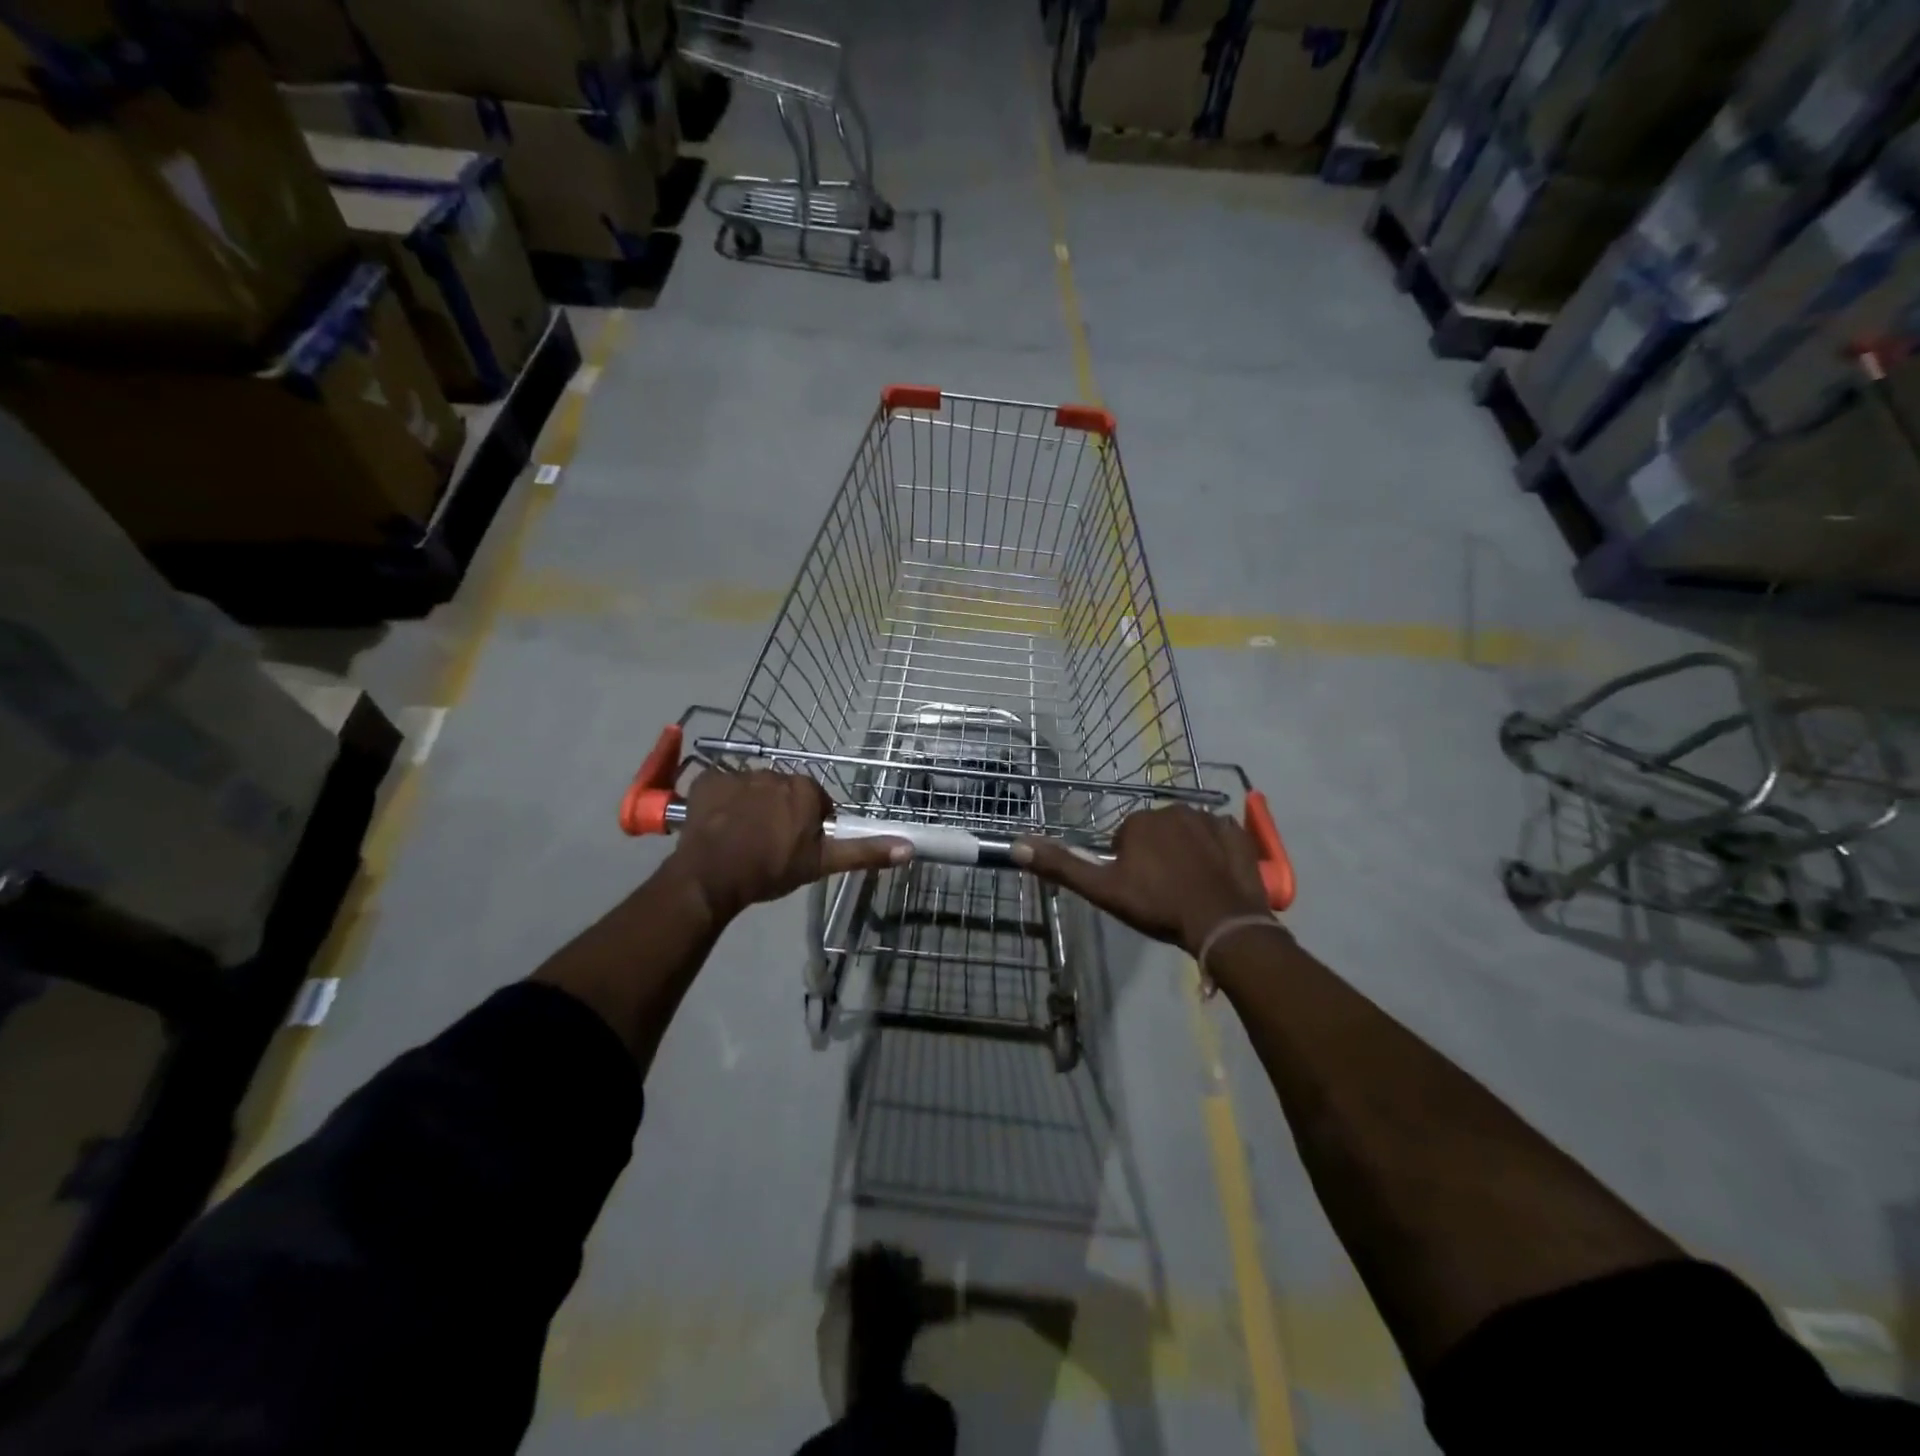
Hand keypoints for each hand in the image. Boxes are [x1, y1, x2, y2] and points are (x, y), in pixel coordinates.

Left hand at [667, 770, 909, 923]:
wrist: (711, 875)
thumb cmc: (771, 868)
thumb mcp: (821, 863)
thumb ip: (864, 851)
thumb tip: (909, 847)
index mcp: (804, 788)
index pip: (816, 801)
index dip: (810, 825)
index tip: (798, 847)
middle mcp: (775, 772)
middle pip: (784, 792)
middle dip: (781, 812)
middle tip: (771, 845)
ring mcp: (738, 774)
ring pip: (753, 789)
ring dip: (752, 807)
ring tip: (742, 839)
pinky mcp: (708, 780)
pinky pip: (721, 787)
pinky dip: (722, 803)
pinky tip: (719, 827)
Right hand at [1014, 806, 1269, 954]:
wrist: (1221, 923)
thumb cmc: (1157, 905)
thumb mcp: (1103, 890)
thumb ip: (1061, 866)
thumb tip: (1016, 844)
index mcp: (1138, 821)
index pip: (1124, 840)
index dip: (1127, 868)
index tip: (1138, 892)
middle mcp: (1173, 809)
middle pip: (1155, 834)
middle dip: (1155, 856)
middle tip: (1162, 892)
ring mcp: (1210, 819)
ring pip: (1186, 834)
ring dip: (1184, 853)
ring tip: (1189, 889)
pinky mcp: (1238, 833)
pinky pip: (1218, 837)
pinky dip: (1214, 852)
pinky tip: (1214, 878)